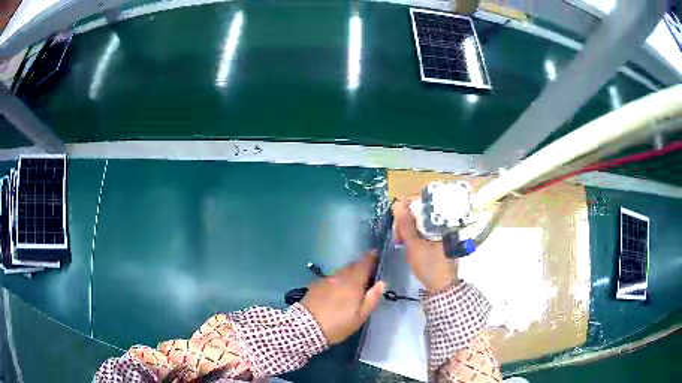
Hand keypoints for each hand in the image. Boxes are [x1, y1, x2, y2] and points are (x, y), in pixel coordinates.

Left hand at [301, 253, 385, 344]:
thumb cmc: (338, 324)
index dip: (371, 258)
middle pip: (352, 266)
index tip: (376, 256)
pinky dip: (337, 280)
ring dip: (349, 273)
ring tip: (353, 283)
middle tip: (367, 273)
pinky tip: (337, 290)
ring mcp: (326, 280)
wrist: (306, 327)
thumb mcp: (360, 316)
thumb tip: (381, 283)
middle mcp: (339, 276)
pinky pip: (331, 278)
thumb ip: (372, 298)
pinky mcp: (315, 285)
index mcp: (353, 282)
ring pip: (341, 272)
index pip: (364, 263)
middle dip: (361, 266)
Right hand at [393, 198, 457, 292]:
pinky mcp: (440, 237)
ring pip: (422, 219)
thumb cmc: (430, 266)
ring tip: (400, 239)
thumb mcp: (414, 245)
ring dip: (409, 226)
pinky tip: (406, 240)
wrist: (442, 287)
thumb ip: (405, 224)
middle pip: (423, 210)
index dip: (408, 206)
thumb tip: (398, 203)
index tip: (396, 219)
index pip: (425, 201)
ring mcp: (444, 229)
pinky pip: (425, 228)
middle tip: (397, 235)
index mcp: (444, 220)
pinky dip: (415, 231)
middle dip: (406, 218)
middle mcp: (446, 221)